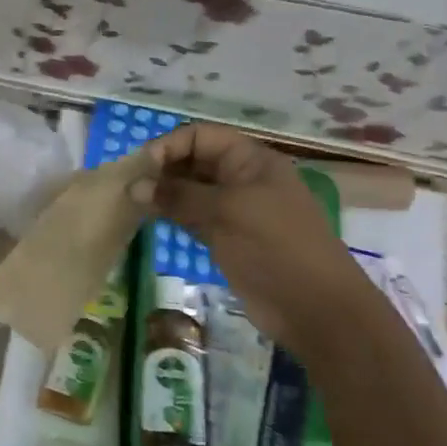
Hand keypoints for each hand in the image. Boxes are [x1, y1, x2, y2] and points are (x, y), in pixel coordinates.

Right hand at [130, 124, 367, 354]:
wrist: (316, 309)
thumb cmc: (275, 248)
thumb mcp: (227, 212)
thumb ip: (179, 195)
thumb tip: (134, 185)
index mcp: (250, 160)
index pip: (201, 136)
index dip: (170, 146)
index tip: (141, 168)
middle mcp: (242, 178)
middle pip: (194, 160)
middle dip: (163, 169)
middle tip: (130, 187)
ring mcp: (235, 209)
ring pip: (191, 190)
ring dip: (164, 193)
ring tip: (132, 203)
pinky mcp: (227, 237)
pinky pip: (193, 216)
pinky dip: (172, 215)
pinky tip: (149, 219)